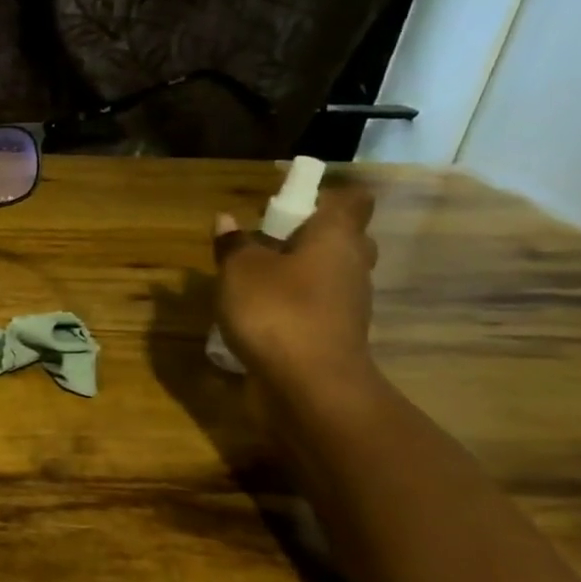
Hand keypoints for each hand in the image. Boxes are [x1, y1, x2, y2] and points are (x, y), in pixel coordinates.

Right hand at [213, 184, 378, 388]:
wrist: (311, 385)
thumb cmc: (277, 311)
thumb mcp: (239, 272)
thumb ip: (234, 245)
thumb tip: (228, 220)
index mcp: (336, 236)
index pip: (351, 200)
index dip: (323, 196)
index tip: (288, 204)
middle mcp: (352, 264)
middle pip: (342, 237)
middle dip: (308, 236)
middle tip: (267, 243)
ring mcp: (350, 303)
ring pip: (330, 274)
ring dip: (299, 273)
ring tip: (254, 281)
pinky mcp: (338, 334)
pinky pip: (320, 306)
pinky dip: (296, 305)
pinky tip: (262, 315)